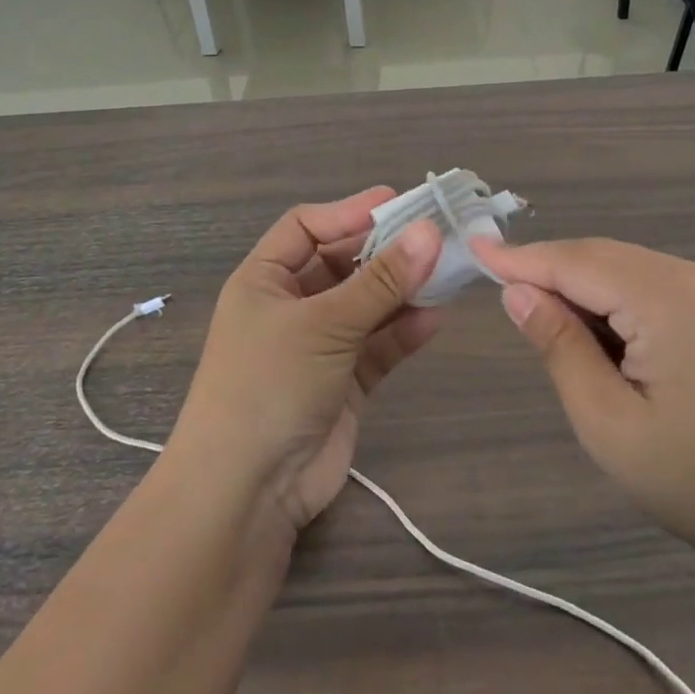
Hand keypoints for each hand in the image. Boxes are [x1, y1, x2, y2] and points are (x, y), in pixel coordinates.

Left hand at [172, 189, 442, 536]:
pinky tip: (434, 318)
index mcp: (265, 280)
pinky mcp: (345, 382)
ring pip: (367, 305)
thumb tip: (430, 232)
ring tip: (446, 274)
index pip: (307, 227)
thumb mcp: (324, 323)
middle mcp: (291, 307)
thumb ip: (380, 280)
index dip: (349, 212)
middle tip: (437, 237)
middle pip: (343, 264)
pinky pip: (379, 346)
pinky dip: (403, 331)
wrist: (247, 490)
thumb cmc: (270, 383)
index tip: (398, 203)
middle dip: (386, 252)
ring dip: (402, 291)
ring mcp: (319, 346)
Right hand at [469, 236, 694, 569]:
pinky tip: (597, 329)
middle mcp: (694, 276)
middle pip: (600, 256)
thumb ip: (560, 347)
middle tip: (498, 288)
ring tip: (545, 319)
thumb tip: (518, 292)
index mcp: (667, 301)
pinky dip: (612, 296)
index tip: (473, 250)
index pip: (576, 263)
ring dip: (580, 285)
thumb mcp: (608, 423)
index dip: (521, 258)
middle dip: (548, 270)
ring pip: (624, 265)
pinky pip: (649, 282)